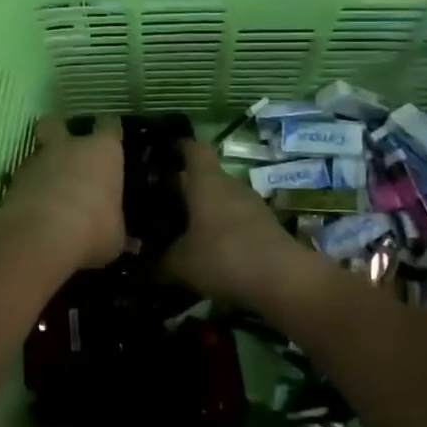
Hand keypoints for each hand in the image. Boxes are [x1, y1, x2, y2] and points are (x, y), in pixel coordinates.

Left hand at [0, 115, 126, 270]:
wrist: (39, 238)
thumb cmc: (92, 229)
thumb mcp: (115, 238)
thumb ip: (119, 232)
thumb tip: (131, 243)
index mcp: (102, 152)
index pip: (109, 125)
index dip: (109, 130)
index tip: (111, 135)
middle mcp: (69, 147)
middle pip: (58, 123)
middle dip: (59, 130)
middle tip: (66, 148)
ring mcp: (37, 161)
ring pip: (37, 151)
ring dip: (43, 166)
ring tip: (49, 188)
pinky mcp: (12, 181)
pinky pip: (22, 179)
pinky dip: (27, 189)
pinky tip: (33, 208)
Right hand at [161, 140, 329, 313]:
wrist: (284, 280)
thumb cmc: (224, 257)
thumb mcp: (181, 264)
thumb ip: (159, 264)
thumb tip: (142, 268)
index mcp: (207, 182)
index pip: (193, 149)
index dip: (179, 147)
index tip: (163, 152)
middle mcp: (231, 186)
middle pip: (206, 177)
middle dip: (186, 187)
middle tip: (161, 202)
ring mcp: (252, 206)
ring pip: (222, 200)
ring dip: (206, 211)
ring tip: (183, 229)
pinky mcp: (267, 227)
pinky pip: (237, 221)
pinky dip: (222, 230)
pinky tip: (210, 251)